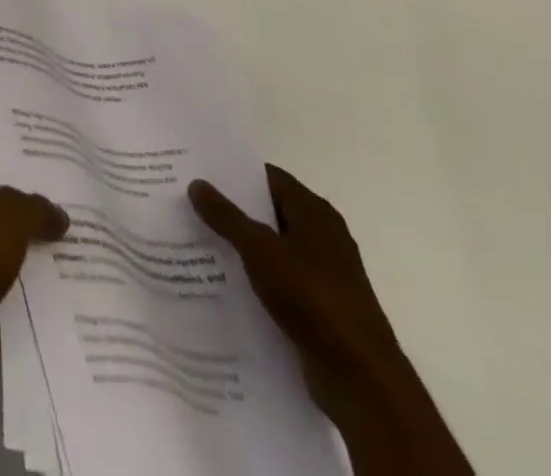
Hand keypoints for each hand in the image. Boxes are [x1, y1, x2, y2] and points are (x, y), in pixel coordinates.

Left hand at [0, 150, 67, 393]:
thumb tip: (59, 214)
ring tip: (86, 226)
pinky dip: (42, 281)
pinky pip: (19, 281)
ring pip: (11, 239)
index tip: (34, 133)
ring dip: (40, 240)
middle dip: (31, 191)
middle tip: (73, 179)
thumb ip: (35, 207)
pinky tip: (79, 274)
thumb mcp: (7, 215)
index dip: (1, 140)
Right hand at [189, 166, 399, 417]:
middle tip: (189, 201)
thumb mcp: (260, 249)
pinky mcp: (320, 306)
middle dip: (232, 208)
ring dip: (241, 244)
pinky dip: (254, 276)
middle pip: (268, 210)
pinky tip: (223, 279)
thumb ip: (226, 216)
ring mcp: (323, 273)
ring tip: (197, 238)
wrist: (361, 378)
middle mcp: (322, 235)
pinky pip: (278, 279)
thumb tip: (197, 182)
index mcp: (314, 212)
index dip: (234, 173)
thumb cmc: (312, 297)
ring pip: (272, 246)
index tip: (198, 170)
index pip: (267, 177)